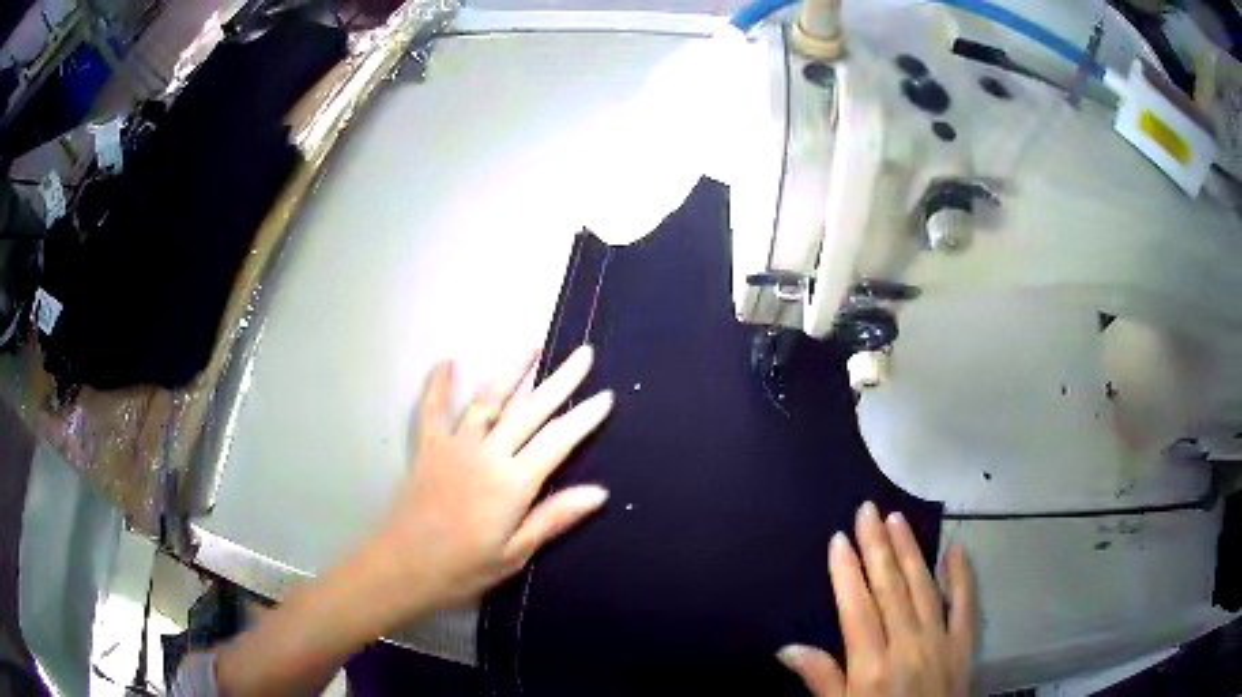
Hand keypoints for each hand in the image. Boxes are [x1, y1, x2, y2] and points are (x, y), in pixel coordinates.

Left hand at [213, 347, 611, 696]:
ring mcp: (455, 446)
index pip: (558, 441)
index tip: (605, 395)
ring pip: (488, 399)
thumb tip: (599, 492)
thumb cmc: (463, 568)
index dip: (584, 417)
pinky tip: (447, 361)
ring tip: (532, 347)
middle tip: (583, 355)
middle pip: (530, 411)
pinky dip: (439, 384)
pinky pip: (433, 410)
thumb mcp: (514, 553)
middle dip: (560, 381)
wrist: (402, 567)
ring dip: (511, 371)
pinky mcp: (428, 448)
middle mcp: (487, 454)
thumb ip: (553, 517)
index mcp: (513, 483)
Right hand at [778, 502, 975, 695]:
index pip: (857, 609)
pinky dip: (961, 576)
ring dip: (910, 551)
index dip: (847, 573)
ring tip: (897, 519)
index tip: (839, 539)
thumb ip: (821, 679)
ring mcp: (941, 641)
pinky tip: (955, 550)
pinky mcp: (965, 644)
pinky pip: (965, 604)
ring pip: (924, 587)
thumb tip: (787, 648)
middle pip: (891, 589)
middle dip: (877, 547)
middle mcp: (908, 645)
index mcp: (872, 666)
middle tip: (868, 511)